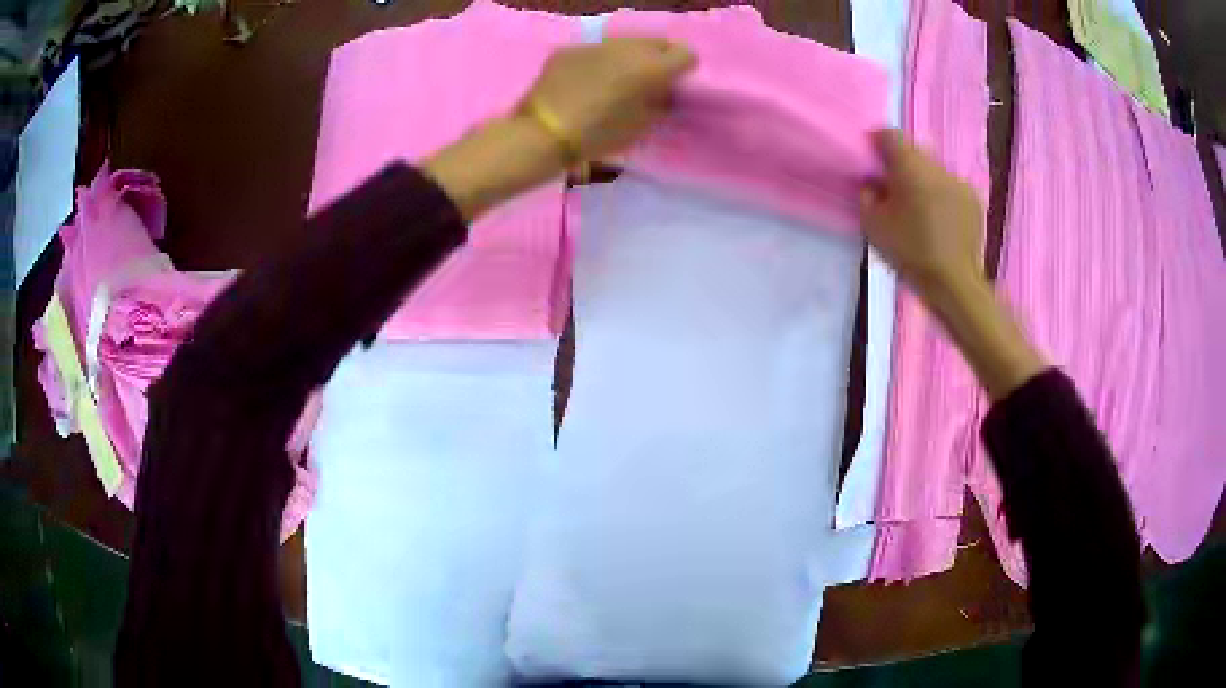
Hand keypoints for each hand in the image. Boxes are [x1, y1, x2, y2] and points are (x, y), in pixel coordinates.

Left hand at [424, 38, 693, 220]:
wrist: (542, 133)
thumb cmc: (597, 137)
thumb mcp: (641, 128)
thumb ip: (658, 103)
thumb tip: (660, 90)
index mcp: (651, 68)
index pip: (686, 54)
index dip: (682, 69)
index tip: (672, 84)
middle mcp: (628, 48)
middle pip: (656, 42)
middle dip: (657, 59)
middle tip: (646, 82)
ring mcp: (596, 45)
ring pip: (626, 43)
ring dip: (628, 57)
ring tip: (614, 81)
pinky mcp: (570, 49)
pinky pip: (596, 50)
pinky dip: (598, 62)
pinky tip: (584, 83)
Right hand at [861, 130, 1045, 399]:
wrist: (955, 284)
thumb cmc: (911, 254)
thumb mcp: (873, 227)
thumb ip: (867, 195)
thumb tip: (873, 182)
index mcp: (910, 167)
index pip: (889, 135)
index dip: (876, 144)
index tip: (872, 164)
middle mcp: (936, 166)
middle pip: (913, 151)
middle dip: (901, 165)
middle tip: (893, 191)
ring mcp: (958, 181)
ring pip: (933, 170)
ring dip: (923, 181)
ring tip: (919, 209)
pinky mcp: (973, 199)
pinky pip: (950, 187)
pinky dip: (942, 196)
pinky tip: (940, 221)